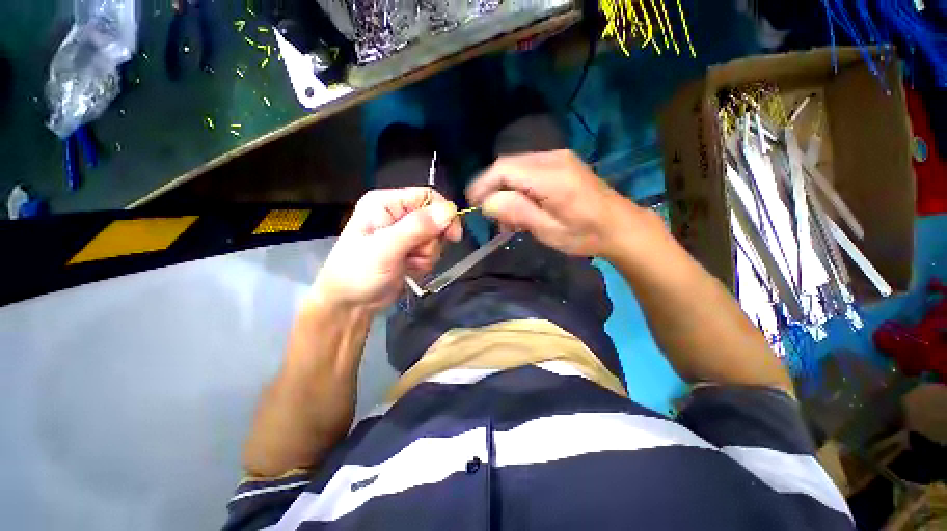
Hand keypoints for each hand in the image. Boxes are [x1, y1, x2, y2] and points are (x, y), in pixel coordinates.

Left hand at [313, 187, 461, 310]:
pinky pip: (431, 252)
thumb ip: (418, 227)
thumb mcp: (386, 248)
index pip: (427, 196)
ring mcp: (405, 233)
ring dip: (426, 255)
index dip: (443, 214)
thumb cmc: (359, 272)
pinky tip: (409, 269)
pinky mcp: (410, 250)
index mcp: (387, 203)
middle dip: (430, 241)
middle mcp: (398, 214)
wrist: (350, 304)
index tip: (453, 236)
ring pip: (436, 238)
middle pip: (435, 219)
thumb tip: (449, 210)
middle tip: (414, 254)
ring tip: (407, 263)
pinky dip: (424, 263)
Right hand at [467, 150, 649, 256]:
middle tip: (494, 218)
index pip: (504, 169)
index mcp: (551, 177)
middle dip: (494, 189)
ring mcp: (559, 158)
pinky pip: (529, 170)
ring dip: (506, 190)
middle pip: (508, 165)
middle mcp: (553, 159)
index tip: (472, 203)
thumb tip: (487, 201)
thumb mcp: (548, 230)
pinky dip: (519, 188)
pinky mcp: (561, 163)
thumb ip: (517, 212)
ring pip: (517, 168)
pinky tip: (524, 208)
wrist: (620, 226)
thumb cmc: (585, 235)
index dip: (483, 184)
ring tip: (510, 219)